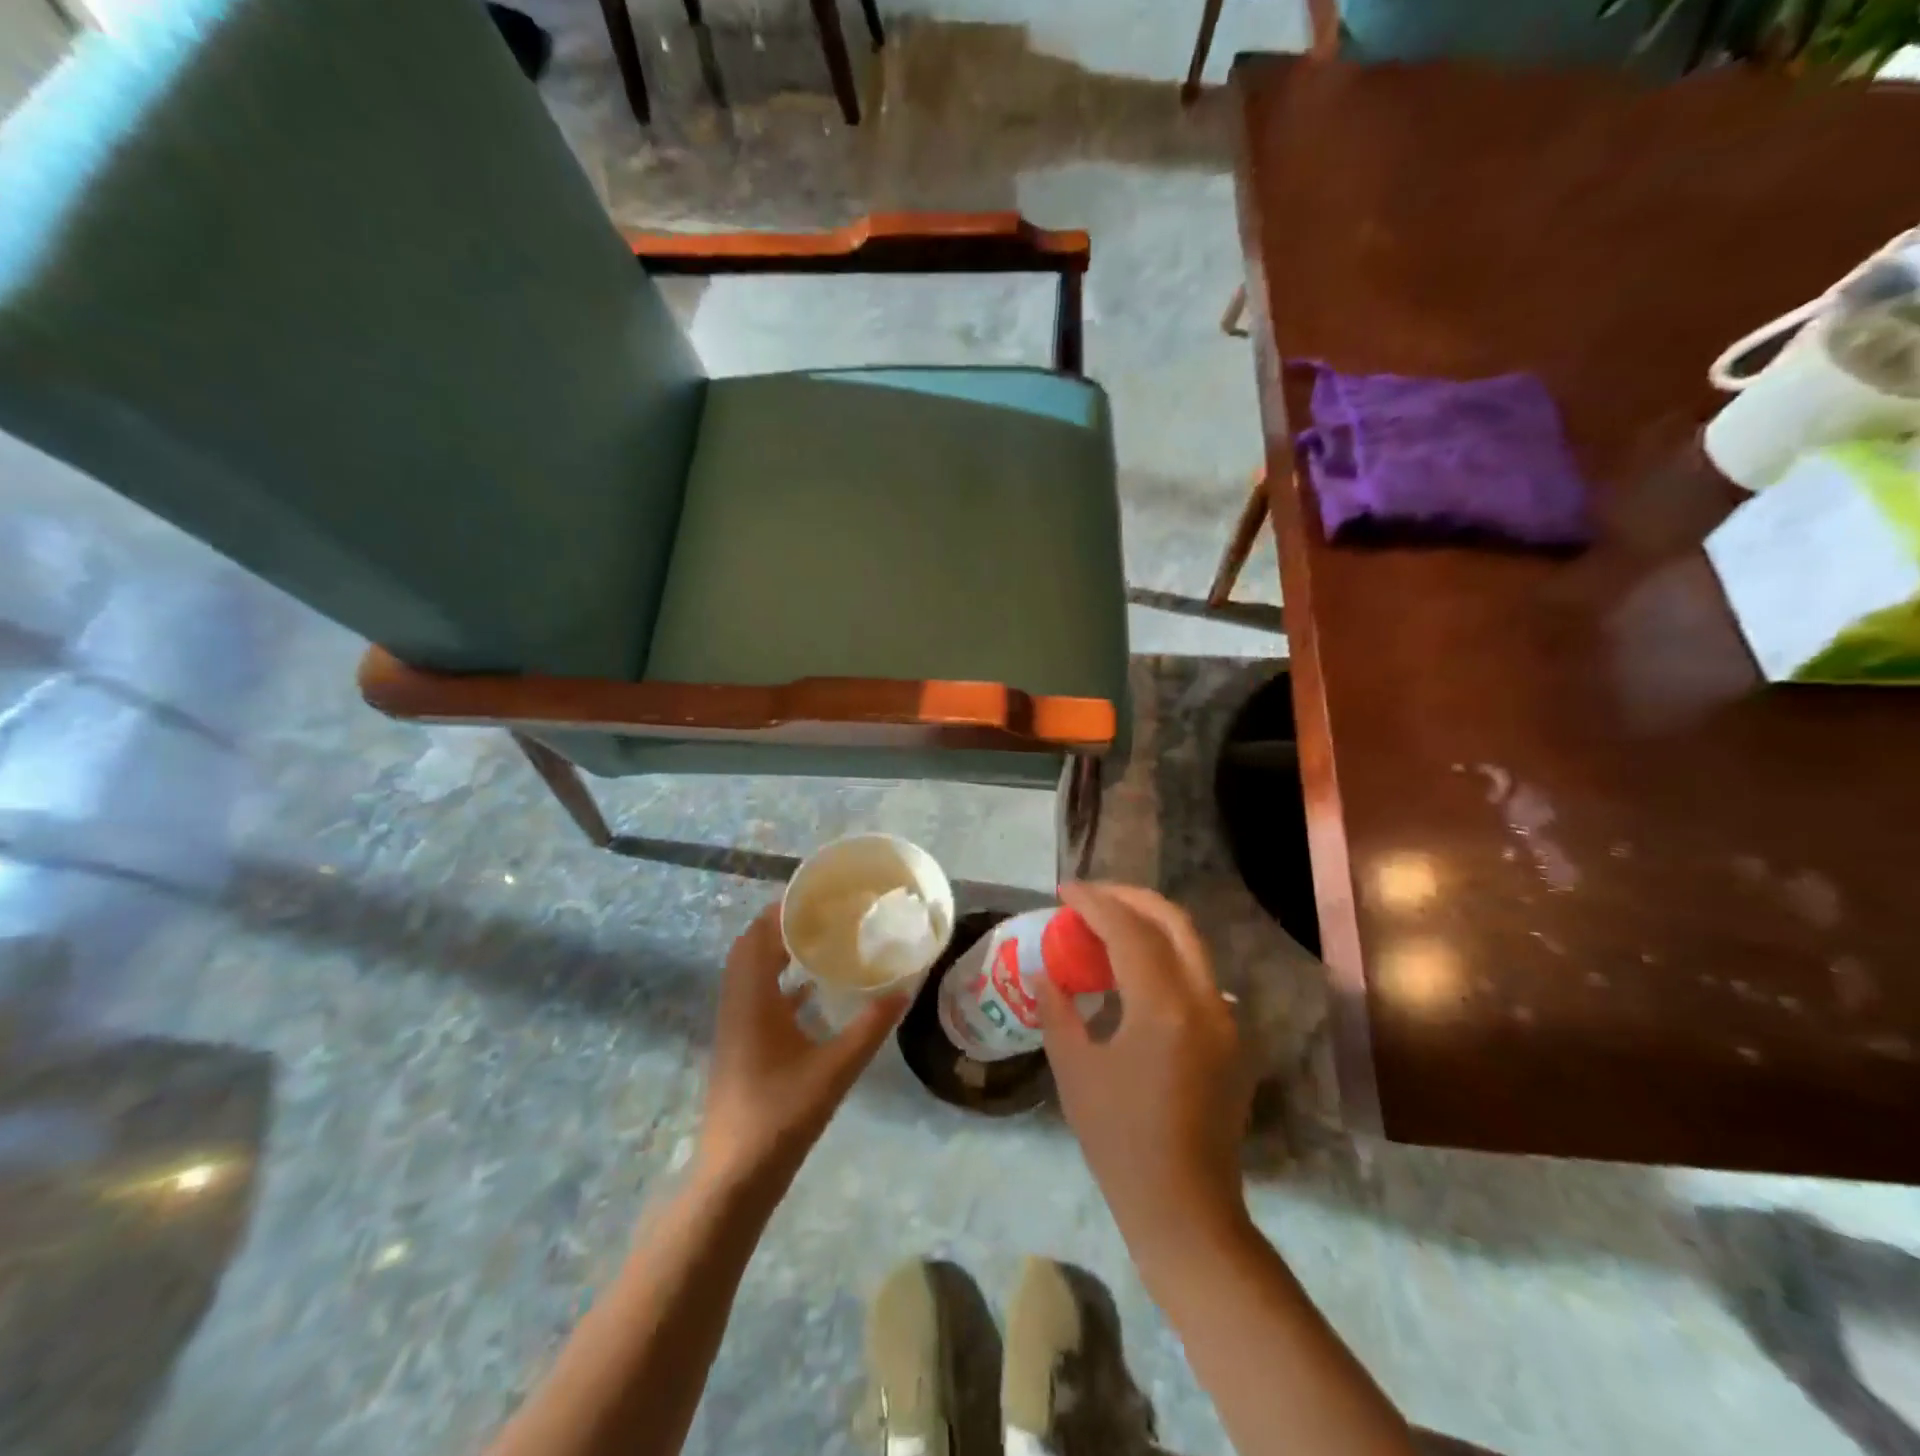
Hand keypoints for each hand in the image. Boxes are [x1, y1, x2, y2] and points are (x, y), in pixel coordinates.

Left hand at [698, 904, 906, 1190]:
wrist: (736, 1175)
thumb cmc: (782, 1114)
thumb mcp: (836, 1068)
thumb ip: (871, 1026)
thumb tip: (905, 989)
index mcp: (753, 998)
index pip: (760, 935)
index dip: (784, 909)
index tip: (818, 893)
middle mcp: (738, 1003)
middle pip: (752, 947)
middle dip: (783, 924)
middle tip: (824, 912)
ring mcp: (735, 1025)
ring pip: (751, 971)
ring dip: (778, 950)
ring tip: (820, 938)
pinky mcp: (740, 1045)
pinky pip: (757, 995)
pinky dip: (779, 981)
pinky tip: (811, 988)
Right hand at [1038, 883, 1249, 1270]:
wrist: (1185, 1210)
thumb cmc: (1120, 1143)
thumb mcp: (1075, 1072)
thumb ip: (1058, 1011)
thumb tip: (1046, 973)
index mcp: (1164, 1008)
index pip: (1129, 931)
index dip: (1094, 902)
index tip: (1063, 890)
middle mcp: (1205, 1002)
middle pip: (1173, 921)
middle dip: (1129, 898)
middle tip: (1089, 897)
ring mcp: (1226, 1020)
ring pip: (1191, 945)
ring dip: (1149, 923)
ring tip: (1106, 924)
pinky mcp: (1231, 1039)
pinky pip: (1197, 975)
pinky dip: (1164, 954)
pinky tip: (1133, 969)